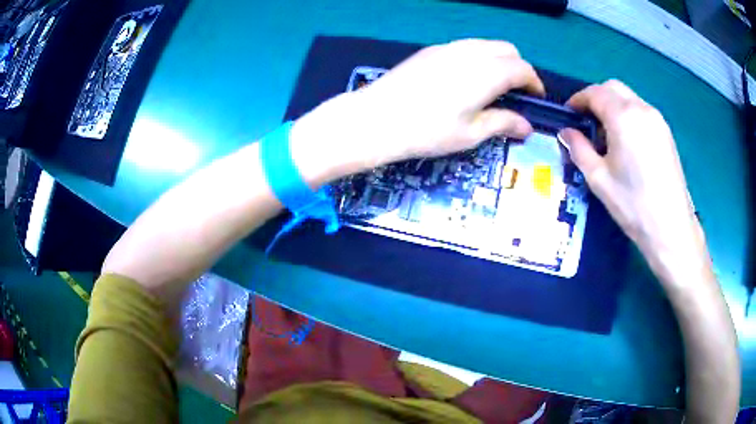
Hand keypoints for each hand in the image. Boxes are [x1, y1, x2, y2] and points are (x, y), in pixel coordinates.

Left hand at [290, 39, 544, 185]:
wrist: (376, 118)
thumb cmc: (427, 131)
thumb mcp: (470, 133)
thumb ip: (502, 124)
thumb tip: (526, 126)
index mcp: (486, 72)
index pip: (523, 69)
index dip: (534, 84)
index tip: (535, 100)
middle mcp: (470, 52)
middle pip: (508, 50)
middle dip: (519, 69)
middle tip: (514, 95)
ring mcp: (448, 48)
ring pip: (486, 45)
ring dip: (498, 61)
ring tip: (492, 88)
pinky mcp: (431, 50)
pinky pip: (465, 47)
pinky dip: (478, 58)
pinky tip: (466, 80)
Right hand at [559, 80, 701, 263]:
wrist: (670, 228)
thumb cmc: (632, 204)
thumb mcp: (598, 178)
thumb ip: (579, 148)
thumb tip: (566, 132)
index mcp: (623, 116)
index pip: (595, 93)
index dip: (578, 100)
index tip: (569, 115)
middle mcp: (641, 108)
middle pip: (612, 88)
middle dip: (596, 98)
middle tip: (587, 123)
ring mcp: (657, 119)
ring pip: (629, 98)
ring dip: (613, 106)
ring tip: (607, 135)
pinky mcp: (666, 132)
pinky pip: (641, 111)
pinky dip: (628, 115)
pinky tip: (627, 142)